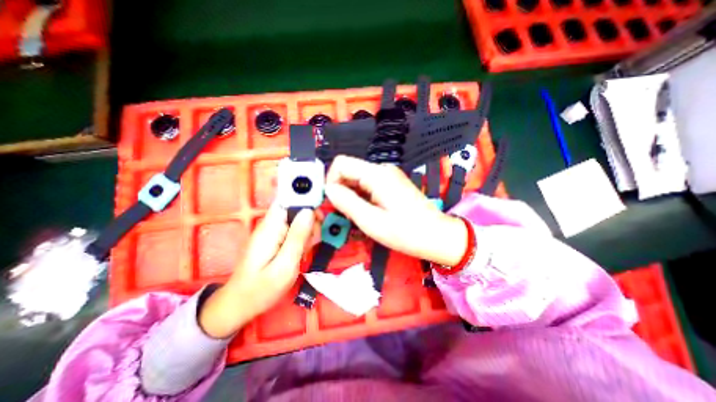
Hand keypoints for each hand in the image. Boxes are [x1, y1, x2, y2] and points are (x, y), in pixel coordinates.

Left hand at [197, 204, 315, 339]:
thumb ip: (297, 237)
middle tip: (313, 241)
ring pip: (298, 220)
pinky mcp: (275, 239)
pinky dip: (302, 238)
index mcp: (270, 227)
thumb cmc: (261, 289)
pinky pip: (294, 231)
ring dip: (308, 231)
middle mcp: (271, 225)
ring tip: (305, 251)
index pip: (287, 199)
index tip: (318, 216)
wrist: (240, 305)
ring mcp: (273, 232)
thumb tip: (309, 211)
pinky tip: (301, 252)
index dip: (305, 200)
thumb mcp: (285, 265)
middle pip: (296, 209)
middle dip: (310, 221)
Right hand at [326, 155, 470, 266]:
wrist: (437, 236)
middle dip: (341, 191)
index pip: (341, 163)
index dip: (330, 181)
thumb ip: (347, 203)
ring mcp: (388, 176)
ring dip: (351, 196)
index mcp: (376, 174)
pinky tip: (368, 212)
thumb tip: (329, 190)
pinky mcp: (391, 184)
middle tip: (346, 214)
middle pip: (349, 171)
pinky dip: (361, 197)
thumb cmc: (406, 232)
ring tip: (358, 216)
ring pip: (357, 180)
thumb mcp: (371, 221)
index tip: (332, 203)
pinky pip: (368, 185)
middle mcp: (382, 170)